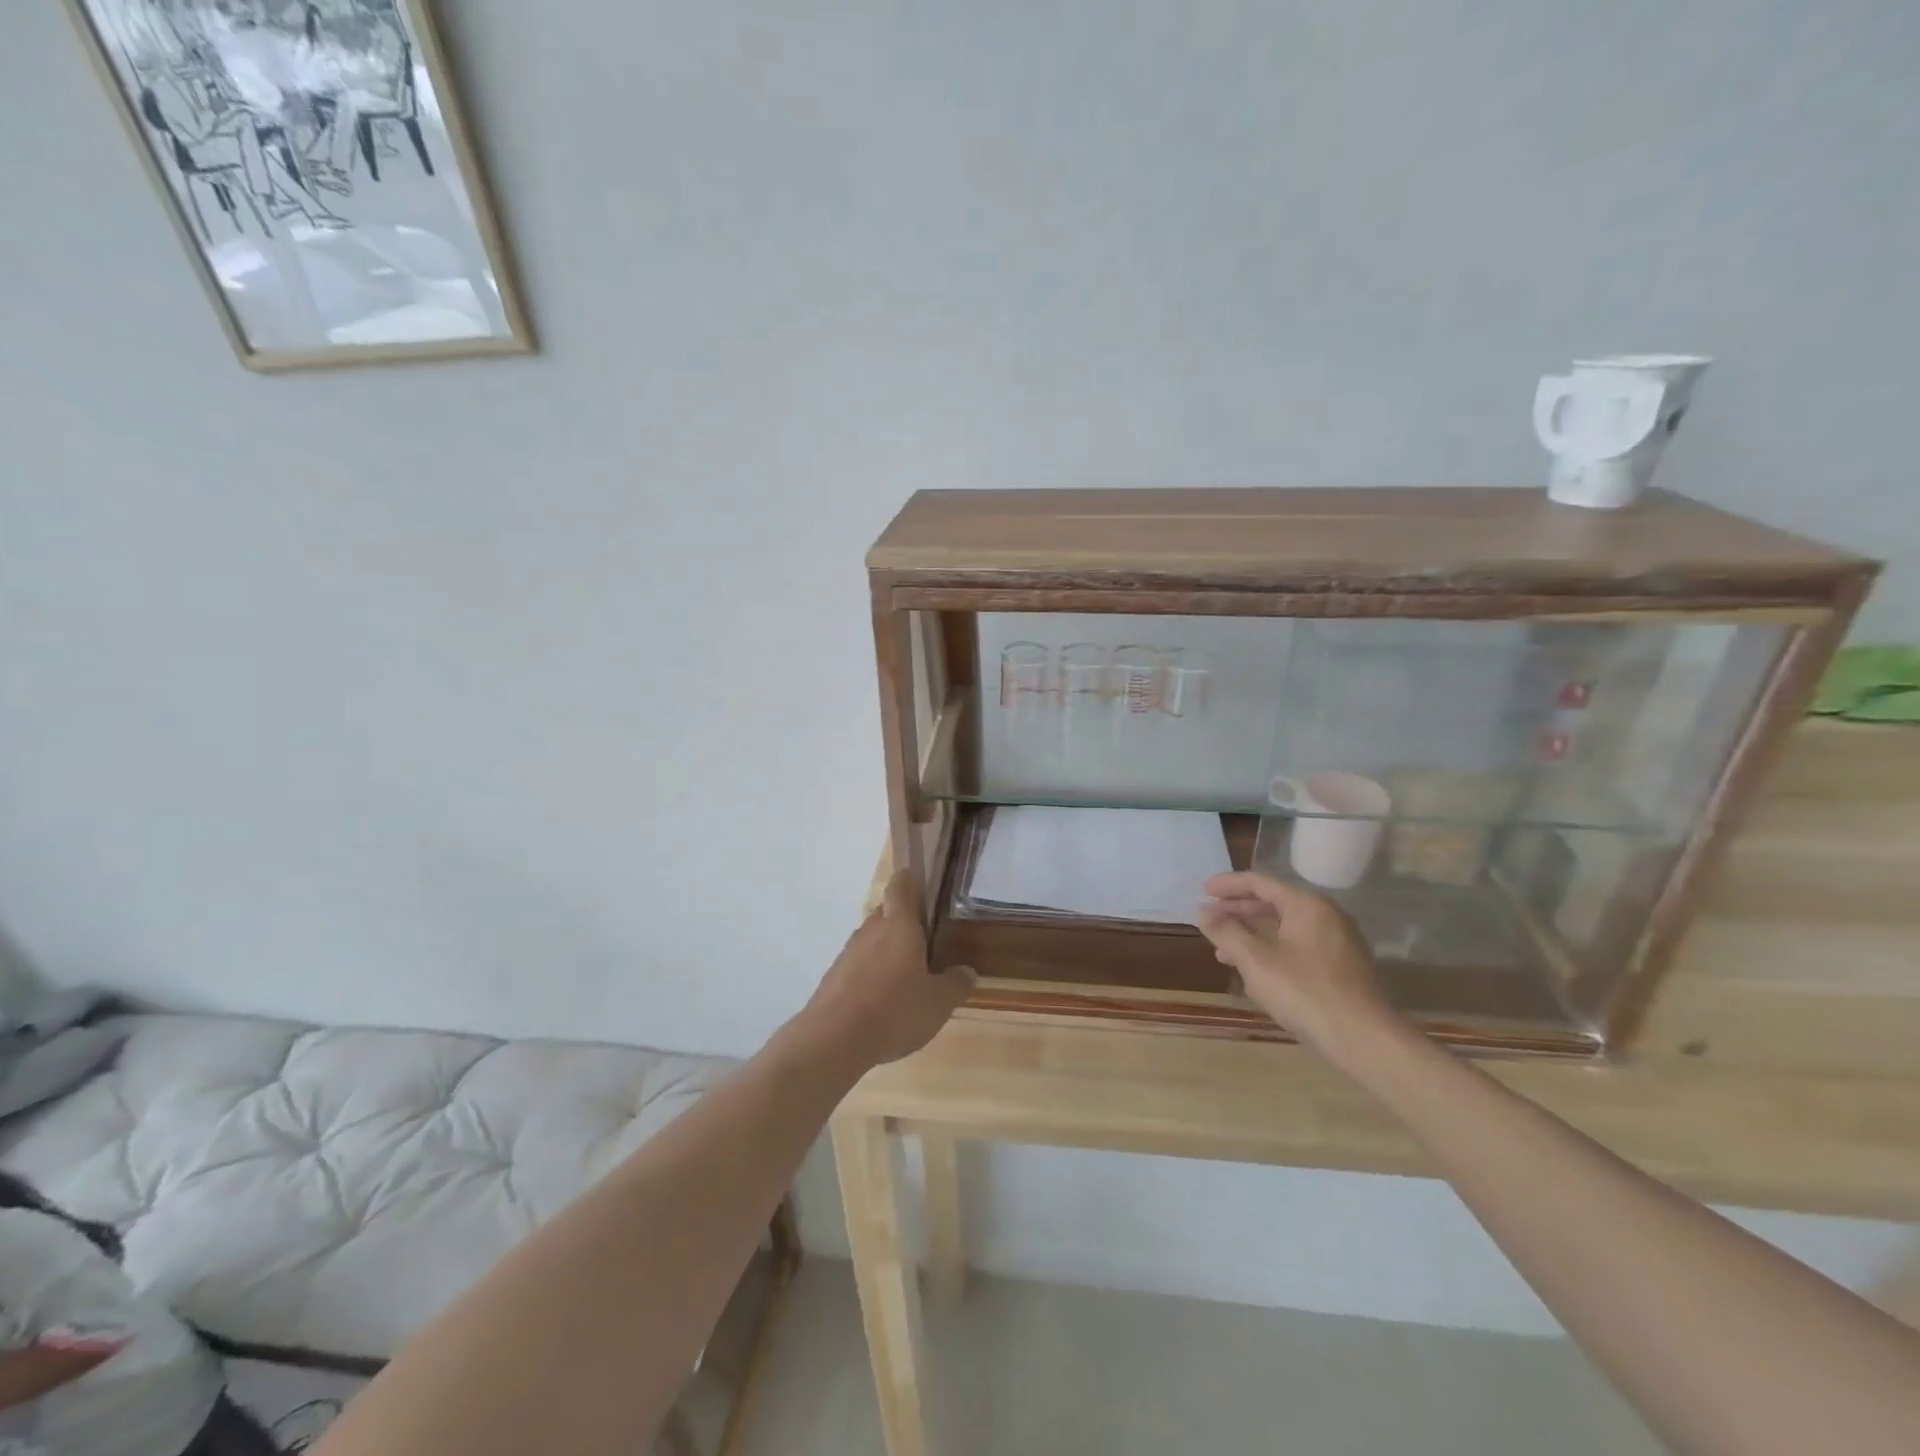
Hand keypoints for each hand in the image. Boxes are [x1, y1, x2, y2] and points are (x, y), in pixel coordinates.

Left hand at [797, 872, 975, 1069]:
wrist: (833, 1040)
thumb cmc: (894, 1010)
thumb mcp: (938, 1003)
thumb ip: (955, 983)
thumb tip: (967, 971)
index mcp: (899, 925)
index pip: (901, 886)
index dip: (911, 880)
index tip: (923, 886)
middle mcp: (871, 930)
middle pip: (887, 912)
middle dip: (904, 922)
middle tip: (927, 941)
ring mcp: (848, 952)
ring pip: (872, 939)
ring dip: (888, 949)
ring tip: (907, 974)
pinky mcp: (834, 976)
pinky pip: (858, 964)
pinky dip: (871, 972)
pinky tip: (883, 999)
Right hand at [1198, 871, 1403, 1065]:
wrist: (1365, 1040)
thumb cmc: (1305, 992)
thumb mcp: (1256, 960)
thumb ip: (1227, 932)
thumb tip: (1204, 913)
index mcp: (1306, 904)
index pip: (1260, 882)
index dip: (1227, 885)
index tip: (1202, 892)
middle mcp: (1326, 914)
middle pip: (1274, 901)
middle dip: (1239, 910)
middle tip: (1210, 917)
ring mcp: (1339, 940)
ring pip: (1286, 926)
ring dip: (1253, 933)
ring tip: (1225, 949)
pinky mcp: (1344, 966)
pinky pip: (1299, 944)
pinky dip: (1273, 948)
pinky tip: (1257, 970)